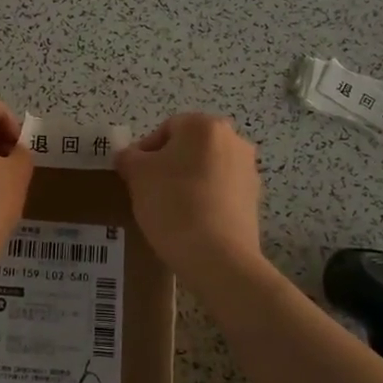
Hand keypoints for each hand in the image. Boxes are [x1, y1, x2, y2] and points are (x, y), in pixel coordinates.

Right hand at [115, 113, 263, 282]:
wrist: (217, 257)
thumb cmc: (173, 204)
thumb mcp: (137, 175)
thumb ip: (129, 157)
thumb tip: (130, 156)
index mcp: (204, 125)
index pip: (166, 129)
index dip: (145, 152)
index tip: (135, 177)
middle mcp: (233, 140)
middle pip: (189, 147)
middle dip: (168, 166)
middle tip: (150, 191)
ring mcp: (248, 170)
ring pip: (206, 169)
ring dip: (188, 182)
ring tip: (170, 210)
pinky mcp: (254, 199)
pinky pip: (221, 191)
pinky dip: (205, 200)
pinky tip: (191, 222)